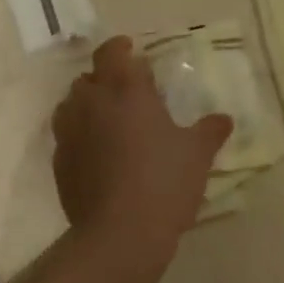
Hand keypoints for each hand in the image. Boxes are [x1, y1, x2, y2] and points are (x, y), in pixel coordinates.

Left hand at [51, 36, 231, 244]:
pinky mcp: (60, 165)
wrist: (120, 234)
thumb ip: (210, 131)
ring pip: (71, 106)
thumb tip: (224, 119)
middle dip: (105, 79)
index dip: (120, 48)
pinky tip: (101, 156)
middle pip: (88, 77)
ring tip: (110, 121)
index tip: (133, 51)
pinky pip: (67, 139)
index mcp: (125, 90)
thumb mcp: (198, 154)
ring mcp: (69, 135)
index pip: (112, 53)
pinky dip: (81, 137)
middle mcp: (91, 104)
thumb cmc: (164, 181)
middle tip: (128, 92)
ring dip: (88, 106)